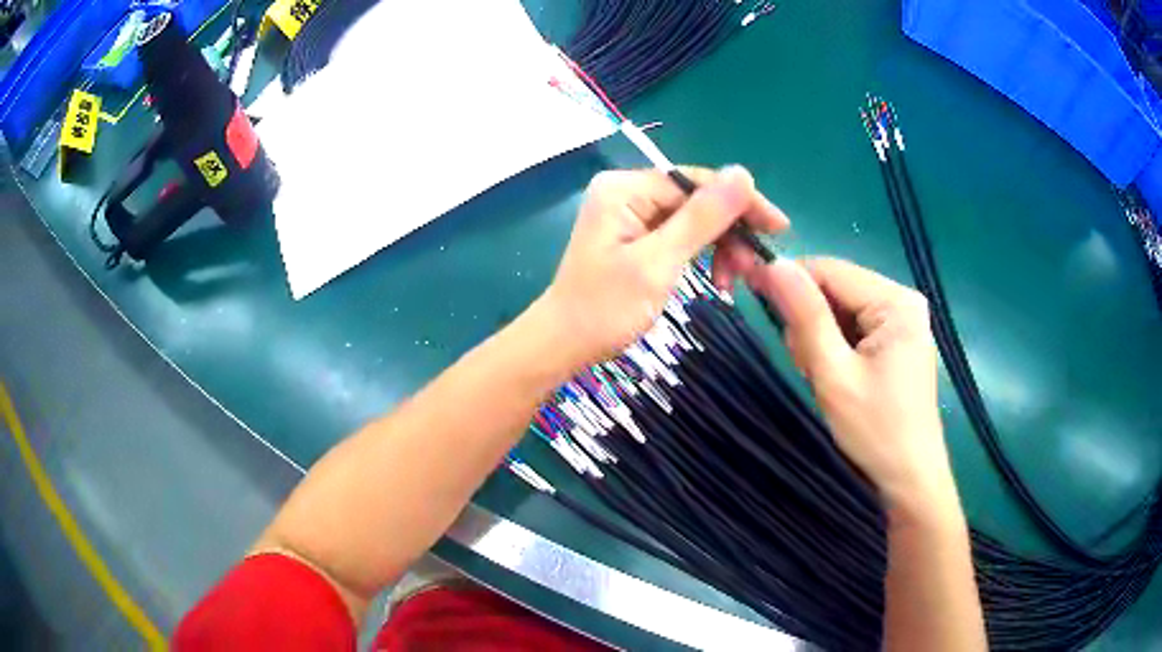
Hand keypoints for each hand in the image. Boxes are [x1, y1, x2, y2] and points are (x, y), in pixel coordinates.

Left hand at [537, 165, 787, 367]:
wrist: (563, 345)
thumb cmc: (606, 308)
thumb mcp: (659, 263)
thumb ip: (703, 218)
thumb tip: (744, 174)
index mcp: (626, 188)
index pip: (697, 182)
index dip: (741, 202)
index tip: (778, 229)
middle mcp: (627, 191)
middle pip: (696, 199)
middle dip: (729, 231)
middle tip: (754, 269)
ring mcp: (629, 213)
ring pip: (691, 219)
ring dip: (719, 246)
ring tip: (734, 281)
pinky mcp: (633, 235)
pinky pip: (678, 235)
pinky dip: (701, 255)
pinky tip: (716, 278)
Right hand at [746, 258, 958, 514]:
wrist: (909, 479)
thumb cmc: (875, 431)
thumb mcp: (834, 375)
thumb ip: (805, 316)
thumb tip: (773, 263)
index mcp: (895, 301)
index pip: (830, 269)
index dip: (789, 280)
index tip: (752, 294)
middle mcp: (903, 300)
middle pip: (836, 288)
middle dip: (809, 319)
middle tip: (805, 363)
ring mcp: (902, 320)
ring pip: (841, 308)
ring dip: (820, 336)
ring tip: (822, 375)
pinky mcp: (897, 340)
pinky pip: (853, 326)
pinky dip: (835, 346)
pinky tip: (836, 374)